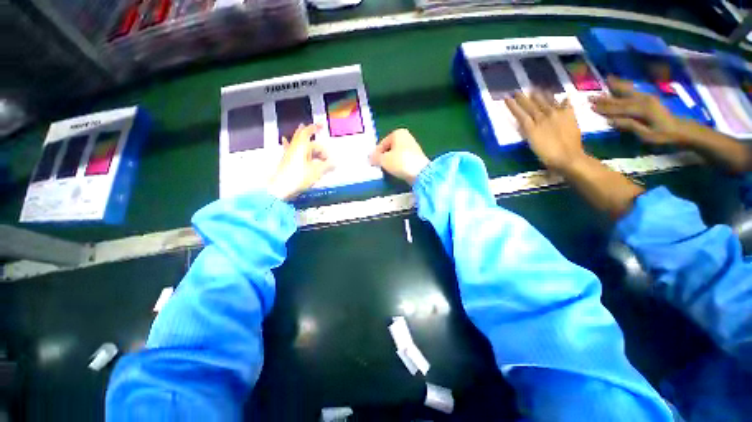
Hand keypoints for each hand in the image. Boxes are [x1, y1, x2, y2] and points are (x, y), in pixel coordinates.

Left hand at [268, 124, 333, 200]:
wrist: (281, 188)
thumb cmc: (298, 178)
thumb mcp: (317, 172)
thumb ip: (327, 166)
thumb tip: (335, 163)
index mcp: (301, 147)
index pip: (308, 132)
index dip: (315, 127)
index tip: (322, 125)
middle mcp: (294, 147)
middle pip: (305, 139)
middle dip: (315, 141)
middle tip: (323, 146)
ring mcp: (289, 154)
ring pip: (301, 146)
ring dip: (311, 149)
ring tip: (319, 156)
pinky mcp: (287, 161)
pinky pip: (293, 151)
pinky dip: (295, 148)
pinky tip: (290, 144)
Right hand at [370, 128, 429, 184]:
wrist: (420, 173)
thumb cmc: (400, 162)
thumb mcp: (383, 160)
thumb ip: (374, 158)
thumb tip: (369, 158)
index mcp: (398, 133)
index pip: (382, 143)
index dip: (376, 154)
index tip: (372, 163)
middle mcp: (406, 137)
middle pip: (389, 148)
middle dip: (383, 157)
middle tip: (378, 166)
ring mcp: (413, 147)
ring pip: (396, 155)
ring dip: (390, 162)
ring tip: (386, 170)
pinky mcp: (416, 158)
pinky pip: (403, 160)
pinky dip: (398, 165)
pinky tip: (396, 171)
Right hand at [505, 91, 585, 171]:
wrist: (568, 156)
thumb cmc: (547, 154)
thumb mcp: (532, 143)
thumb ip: (528, 131)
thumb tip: (524, 122)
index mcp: (533, 125)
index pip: (521, 113)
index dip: (513, 106)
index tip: (507, 98)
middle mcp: (544, 117)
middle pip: (532, 105)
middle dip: (524, 98)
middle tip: (518, 91)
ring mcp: (558, 115)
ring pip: (547, 101)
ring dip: (541, 95)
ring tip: (535, 90)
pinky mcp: (570, 117)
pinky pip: (566, 105)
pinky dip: (564, 100)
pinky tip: (564, 96)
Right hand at [591, 76, 683, 143]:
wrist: (681, 129)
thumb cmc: (663, 135)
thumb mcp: (646, 134)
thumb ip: (629, 126)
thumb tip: (610, 121)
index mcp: (641, 110)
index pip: (619, 109)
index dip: (604, 109)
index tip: (591, 107)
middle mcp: (643, 100)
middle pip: (620, 99)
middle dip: (605, 98)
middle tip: (591, 96)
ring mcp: (646, 97)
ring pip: (627, 91)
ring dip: (615, 86)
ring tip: (606, 80)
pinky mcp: (648, 98)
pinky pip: (633, 90)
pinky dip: (625, 86)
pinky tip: (620, 84)